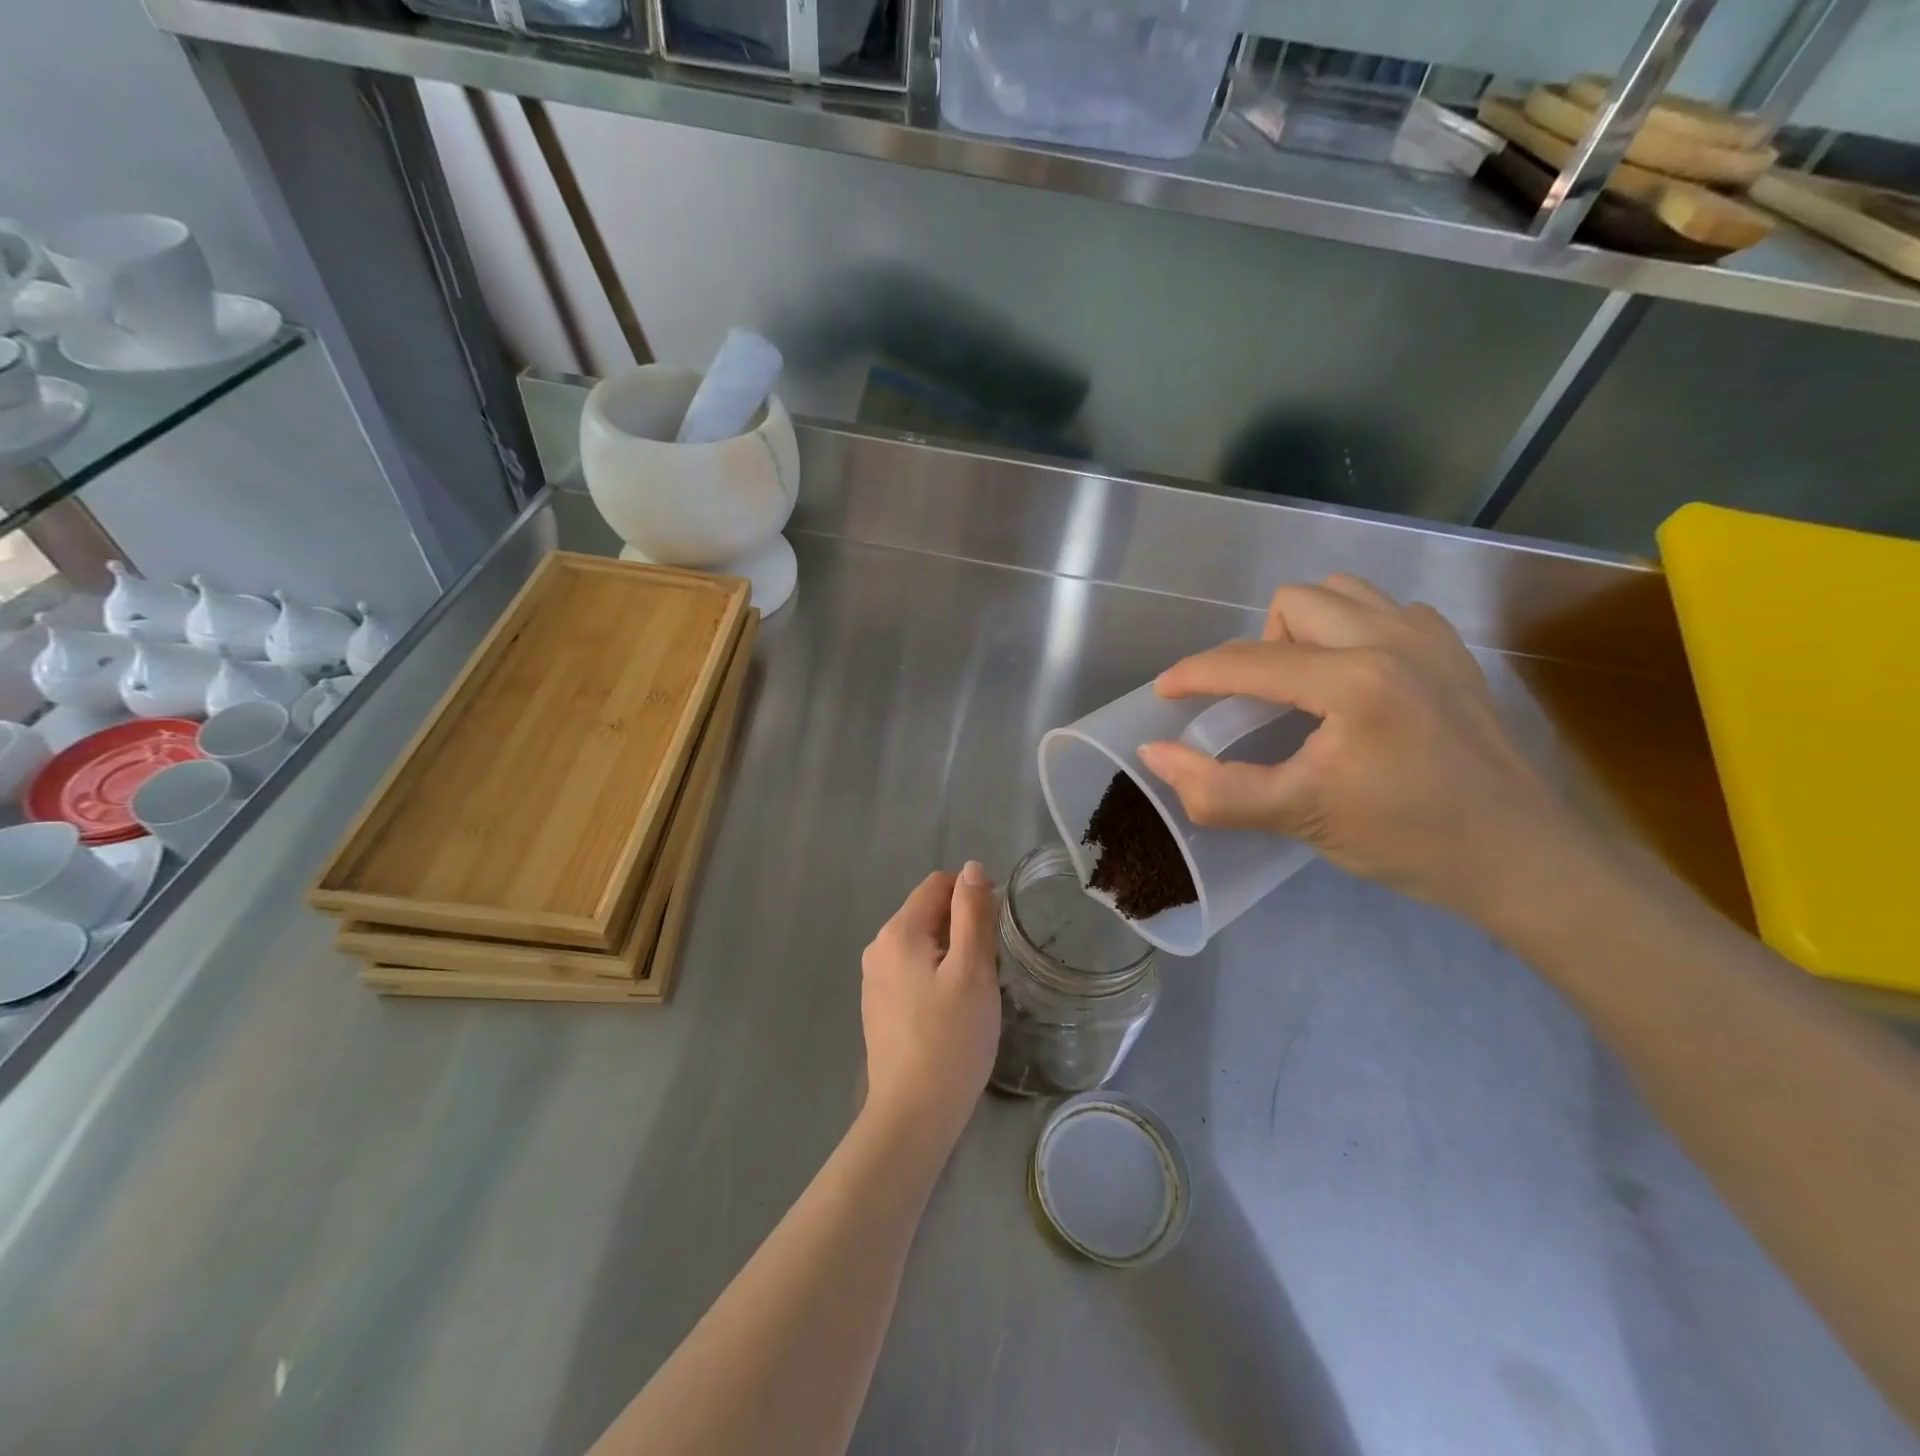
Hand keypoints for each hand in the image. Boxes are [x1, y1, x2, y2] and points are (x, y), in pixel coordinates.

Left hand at [859, 863, 1000, 1147]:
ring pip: (922, 944)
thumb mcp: (973, 969)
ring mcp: (874, 979)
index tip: (995, 932)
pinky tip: (950, 1012)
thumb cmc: (951, 1038)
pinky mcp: (878, 1006)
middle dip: (962, 928)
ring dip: (951, 954)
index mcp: (898, 931)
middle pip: (928, 913)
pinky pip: (912, 971)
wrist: (913, 1114)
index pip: (938, 885)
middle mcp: (878, 947)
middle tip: (988, 969)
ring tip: (972, 993)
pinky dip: (935, 977)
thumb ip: (972, 912)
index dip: (971, 897)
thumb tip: (971, 868)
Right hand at [1137, 575, 1579, 918]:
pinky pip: (1386, 610)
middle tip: (1260, 702)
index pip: (1249, 661)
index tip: (1165, 692)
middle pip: (1293, 603)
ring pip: (1341, 593)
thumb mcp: (1299, 817)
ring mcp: (1431, 638)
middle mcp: (1392, 639)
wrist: (1518, 858)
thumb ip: (1215, 789)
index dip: (1194, 674)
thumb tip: (1154, 754)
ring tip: (1306, 684)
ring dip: (1306, 629)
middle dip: (1259, 647)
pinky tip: (1358, 681)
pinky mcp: (1454, 651)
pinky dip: (1355, 632)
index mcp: (1353, 680)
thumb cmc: (1405, 840)